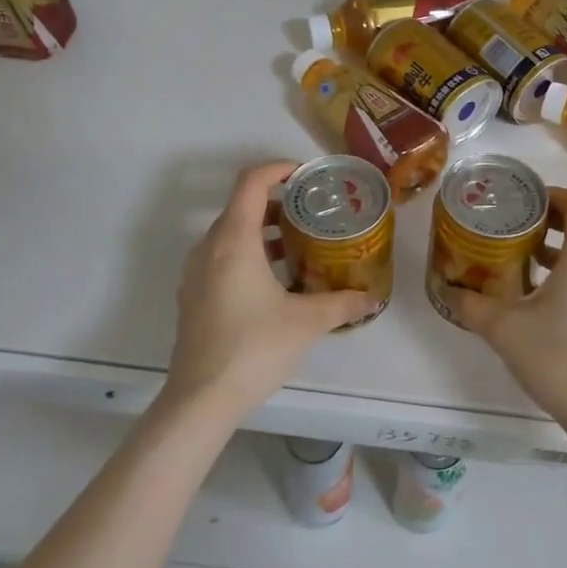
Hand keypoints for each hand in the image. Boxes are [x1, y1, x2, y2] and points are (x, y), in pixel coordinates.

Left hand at [166, 161, 373, 419]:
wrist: (200, 400)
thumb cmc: (253, 347)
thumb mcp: (306, 322)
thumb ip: (342, 303)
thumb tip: (372, 298)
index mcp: (234, 240)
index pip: (251, 182)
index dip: (279, 168)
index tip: (306, 174)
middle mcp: (209, 247)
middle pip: (242, 206)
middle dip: (278, 202)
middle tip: (312, 213)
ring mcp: (196, 272)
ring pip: (231, 233)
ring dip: (264, 231)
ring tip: (300, 246)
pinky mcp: (193, 296)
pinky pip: (222, 257)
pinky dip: (249, 254)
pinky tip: (276, 282)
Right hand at [445, 187, 566, 434]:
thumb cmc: (558, 358)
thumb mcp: (504, 329)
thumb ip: (472, 304)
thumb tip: (447, 289)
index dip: (552, 194)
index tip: (522, 202)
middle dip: (548, 219)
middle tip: (512, 226)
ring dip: (555, 246)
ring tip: (518, 257)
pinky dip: (566, 269)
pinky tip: (536, 294)